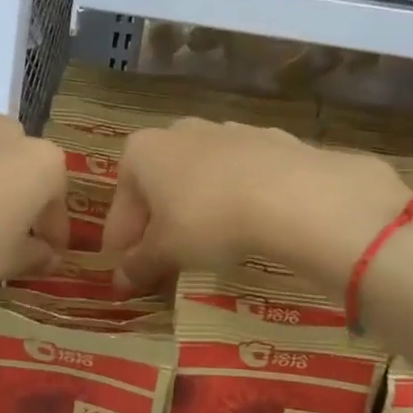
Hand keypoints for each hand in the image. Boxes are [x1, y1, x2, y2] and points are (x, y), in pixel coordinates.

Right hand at [100, 118, 408, 291]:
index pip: (121, 205)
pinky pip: (240, 176)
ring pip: (199, 178)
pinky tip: (247, 225)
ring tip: (209, 247)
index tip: (128, 272)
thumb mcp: (167, 251)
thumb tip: (121, 281)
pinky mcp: (269, 140)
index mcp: (142, 151)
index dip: (122, 243)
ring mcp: (226, 131)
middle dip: (158, 222)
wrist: (292, 193)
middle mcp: (178, 132)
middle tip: (165, 260)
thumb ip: (139, 265)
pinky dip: (235, 199)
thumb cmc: (208, 219)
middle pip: (159, 186)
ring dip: (197, 209)